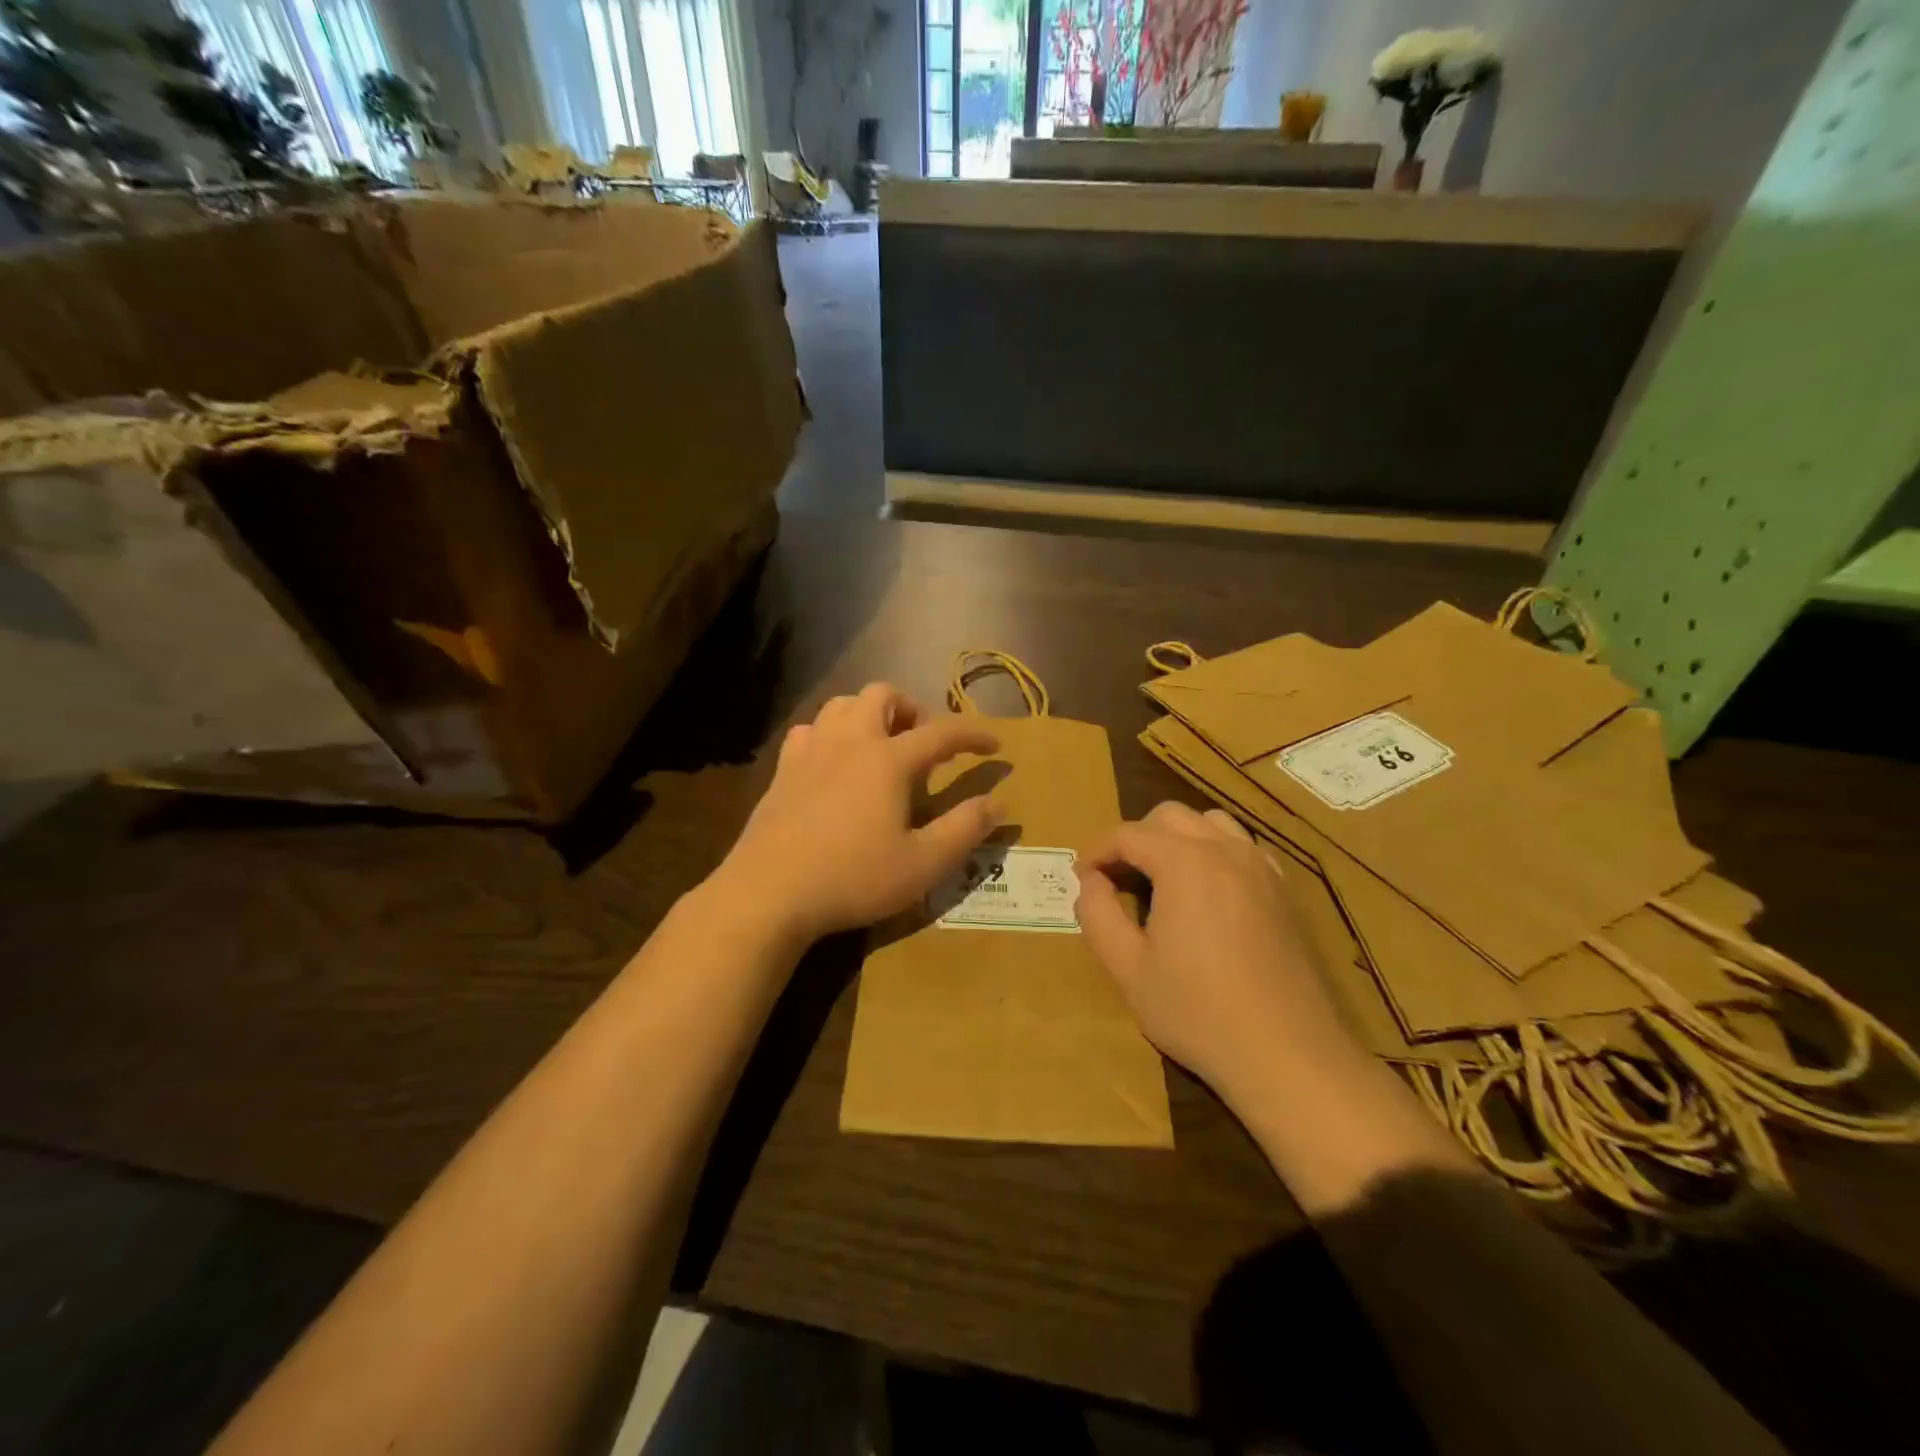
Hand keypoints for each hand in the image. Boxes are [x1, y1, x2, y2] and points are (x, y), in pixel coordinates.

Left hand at [711, 684, 1003, 945]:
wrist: (769, 892)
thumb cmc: (853, 877)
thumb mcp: (923, 863)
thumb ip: (964, 829)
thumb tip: (998, 802)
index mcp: (888, 759)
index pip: (942, 731)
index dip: (973, 734)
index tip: (994, 745)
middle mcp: (850, 741)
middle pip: (883, 695)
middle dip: (912, 709)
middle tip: (926, 743)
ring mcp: (811, 751)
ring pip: (842, 704)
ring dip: (869, 714)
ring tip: (882, 745)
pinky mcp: (782, 769)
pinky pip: (809, 730)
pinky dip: (830, 734)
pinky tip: (833, 762)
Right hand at [1075, 801, 1362, 1107]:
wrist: (1287, 1055)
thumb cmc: (1197, 1012)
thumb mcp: (1127, 968)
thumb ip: (1098, 914)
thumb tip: (1090, 882)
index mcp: (1184, 863)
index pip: (1128, 834)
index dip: (1097, 850)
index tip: (1080, 877)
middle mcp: (1225, 850)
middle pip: (1169, 816)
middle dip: (1135, 838)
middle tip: (1116, 878)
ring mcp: (1261, 868)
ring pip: (1211, 823)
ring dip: (1177, 838)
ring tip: (1161, 878)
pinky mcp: (1284, 892)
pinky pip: (1243, 848)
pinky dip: (1216, 852)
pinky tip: (1208, 891)